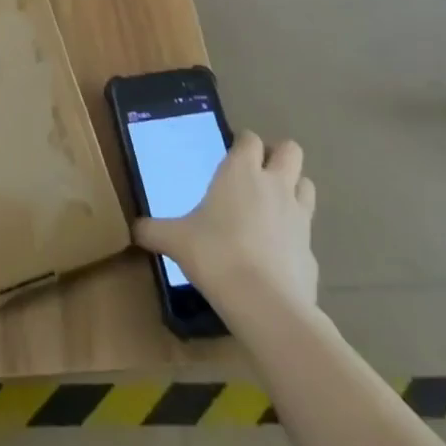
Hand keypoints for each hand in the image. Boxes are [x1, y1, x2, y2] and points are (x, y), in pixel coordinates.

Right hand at [133, 131, 318, 316]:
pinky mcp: (313, 252)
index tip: (231, 155)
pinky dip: (295, 237)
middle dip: (278, 157)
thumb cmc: (216, 255)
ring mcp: (300, 217)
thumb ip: (153, 230)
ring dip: (294, 189)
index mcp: (241, 172)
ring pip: (307, 185)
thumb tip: (133, 230)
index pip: (250, 139)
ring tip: (273, 207)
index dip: (243, 143)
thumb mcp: (175, 240)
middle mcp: (274, 185)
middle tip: (258, 174)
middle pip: (291, 150)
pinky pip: (307, 234)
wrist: (267, 306)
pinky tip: (277, 255)